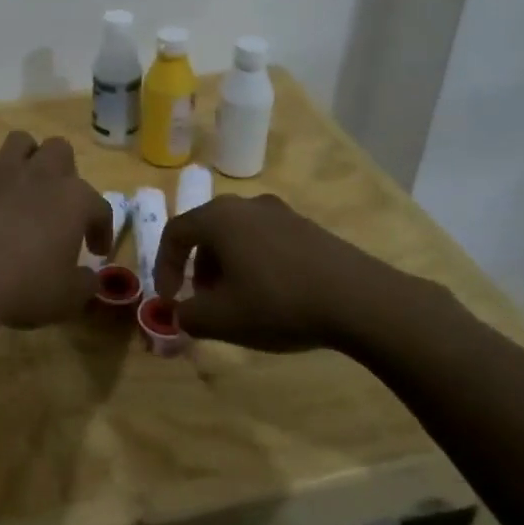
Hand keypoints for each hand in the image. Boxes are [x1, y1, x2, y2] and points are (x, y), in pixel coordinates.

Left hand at [0, 132, 112, 328]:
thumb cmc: (25, 287)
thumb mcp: (68, 297)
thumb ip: (85, 284)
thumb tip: (90, 278)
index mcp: (74, 200)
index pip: (99, 207)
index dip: (101, 228)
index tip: (96, 251)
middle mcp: (40, 175)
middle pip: (59, 149)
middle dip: (63, 170)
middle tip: (58, 203)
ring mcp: (1, 172)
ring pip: (20, 142)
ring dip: (26, 158)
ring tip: (24, 186)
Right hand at [153, 194, 431, 353]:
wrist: (359, 300)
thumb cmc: (278, 303)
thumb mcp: (222, 319)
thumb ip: (188, 315)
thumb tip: (180, 312)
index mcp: (218, 218)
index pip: (175, 232)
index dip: (164, 266)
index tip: (169, 298)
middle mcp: (246, 205)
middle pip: (207, 231)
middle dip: (197, 267)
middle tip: (203, 300)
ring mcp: (281, 213)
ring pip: (237, 235)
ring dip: (227, 265)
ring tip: (238, 301)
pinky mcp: (308, 227)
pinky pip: (266, 240)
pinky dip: (255, 263)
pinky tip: (273, 295)